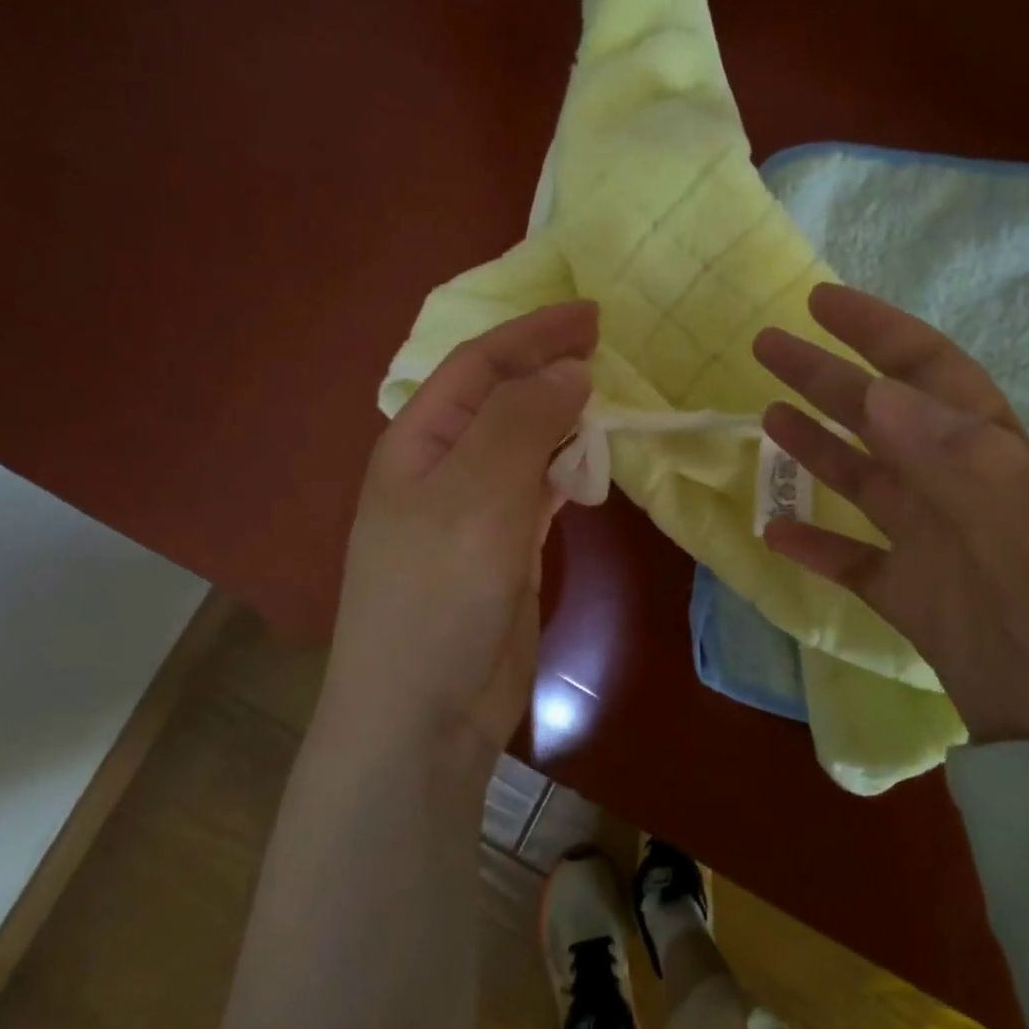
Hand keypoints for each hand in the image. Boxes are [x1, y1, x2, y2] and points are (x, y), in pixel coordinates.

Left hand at [326, 302, 597, 754]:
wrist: (424, 712)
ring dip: (563, 418)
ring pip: (525, 442)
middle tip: (607, 348)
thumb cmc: (439, 592)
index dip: (532, 334)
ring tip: (608, 398)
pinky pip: (540, 488)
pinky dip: (568, 468)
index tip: (592, 316)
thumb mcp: (478, 493)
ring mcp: (475, 509)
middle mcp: (444, 466)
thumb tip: (569, 370)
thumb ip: (523, 422)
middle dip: (549, 368)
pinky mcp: (504, 547)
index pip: (478, 364)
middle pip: (501, 398)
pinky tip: (593, 462)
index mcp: (419, 440)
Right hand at [754, 285, 1028, 743]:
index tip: (821, 302)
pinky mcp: (909, 598)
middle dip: (824, 377)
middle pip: (876, 417)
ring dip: (815, 447)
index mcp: (984, 455)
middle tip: (767, 346)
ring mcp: (928, 543)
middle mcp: (951, 487)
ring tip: (769, 417)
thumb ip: (953, 456)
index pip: (925, 371)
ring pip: (860, 480)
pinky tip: (774, 532)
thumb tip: (876, 391)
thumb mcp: (1026, 526)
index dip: (876, 330)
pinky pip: (852, 561)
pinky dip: (815, 546)